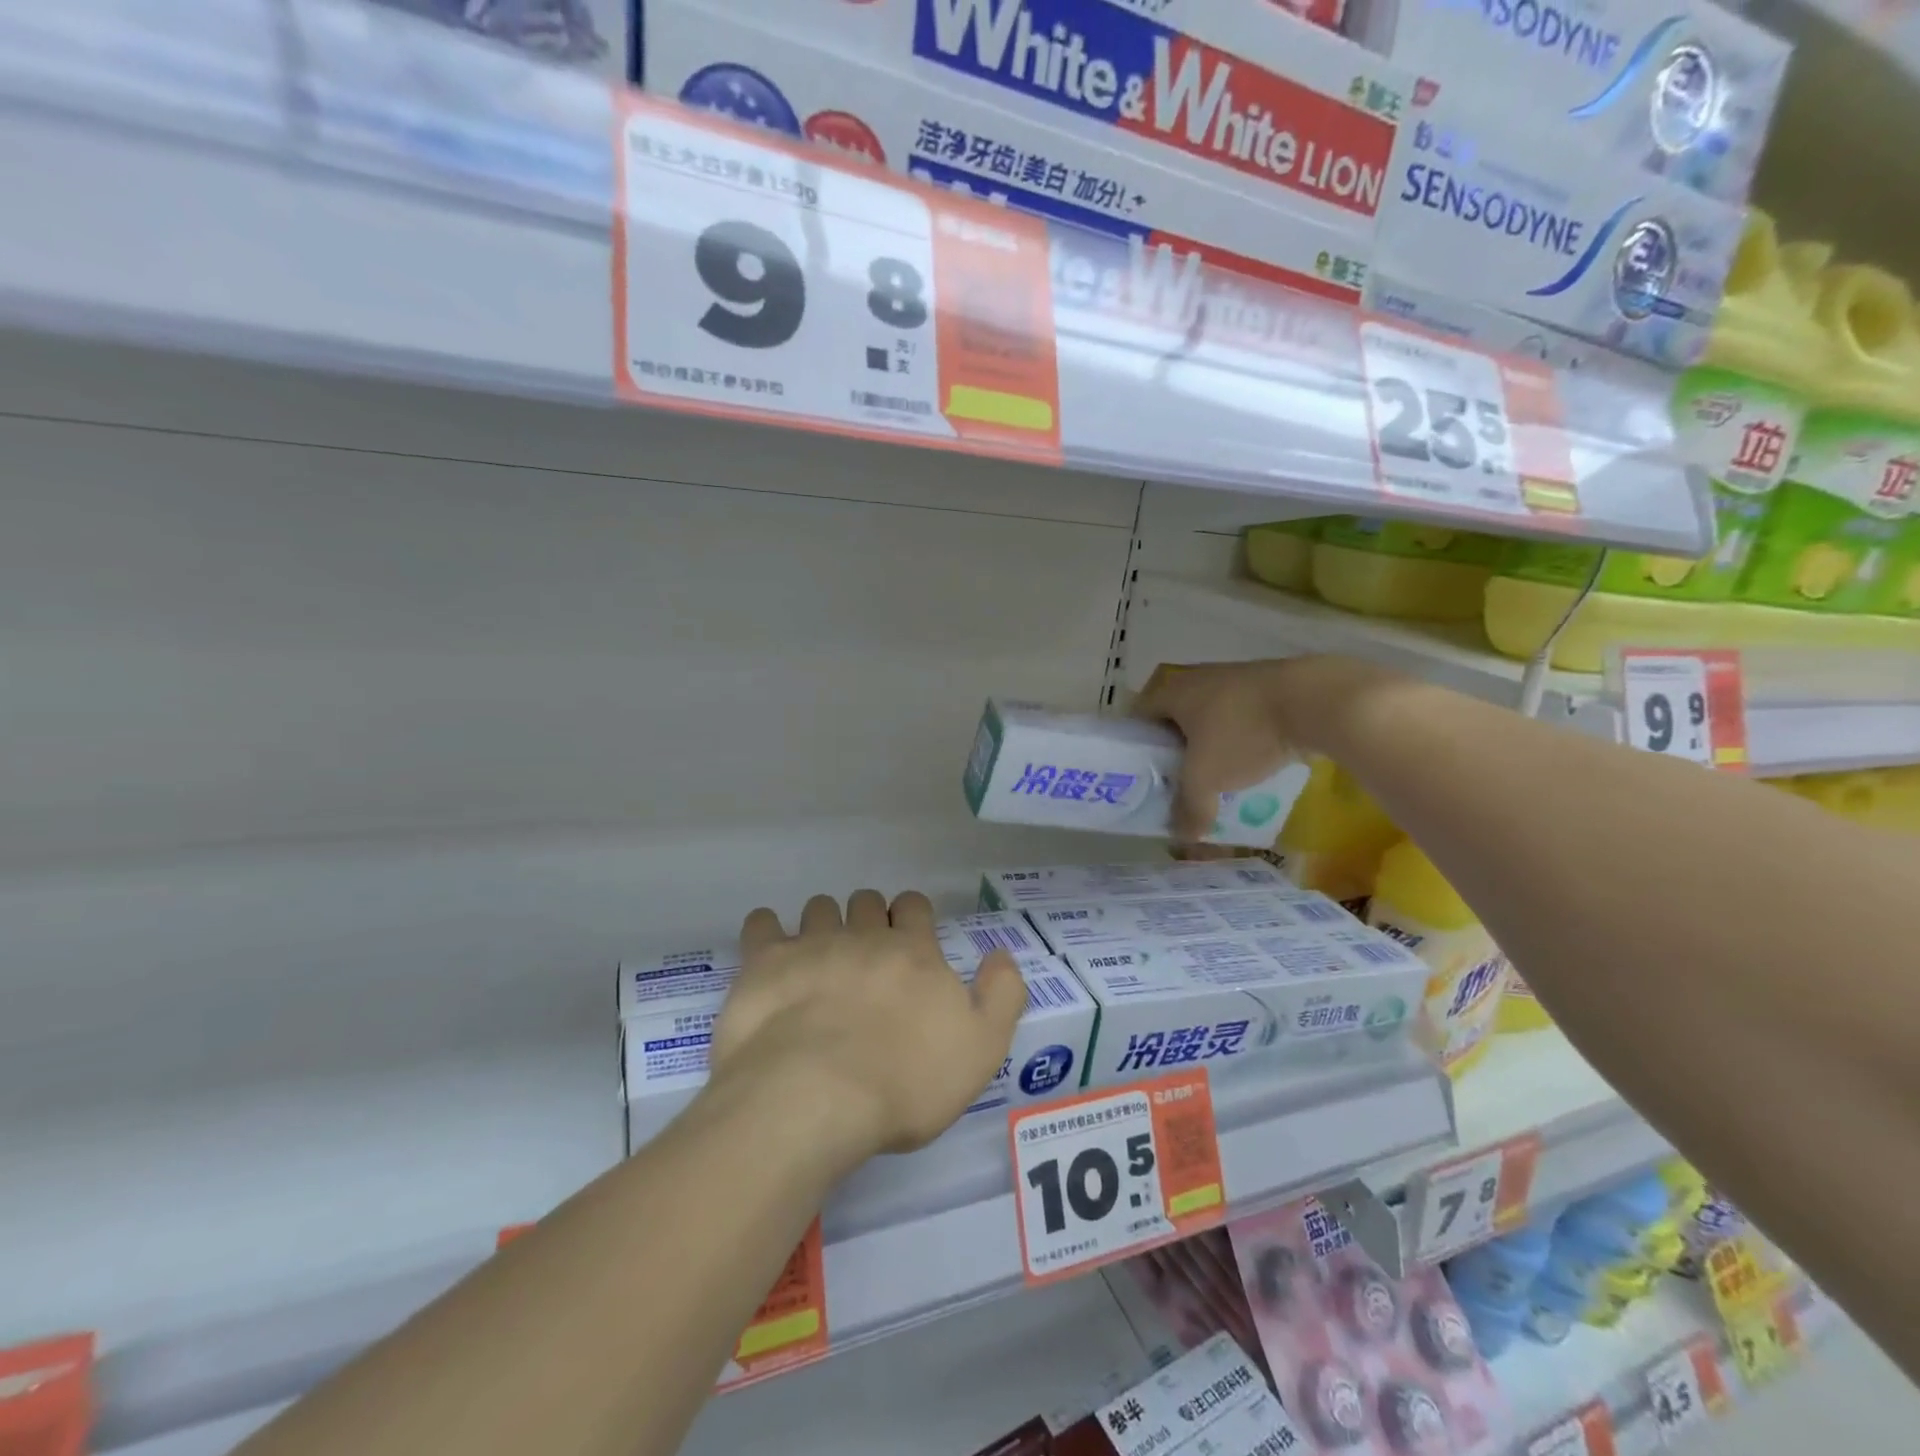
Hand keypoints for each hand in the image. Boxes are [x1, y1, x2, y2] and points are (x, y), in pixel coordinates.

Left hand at [708, 890, 1026, 1168]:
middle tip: (864, 953)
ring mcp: (811, 945)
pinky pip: (762, 924)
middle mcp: (863, 937)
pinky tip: (770, 949)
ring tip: (819, 954)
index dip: (912, 915)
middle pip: (866, 902)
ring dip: (823, 922)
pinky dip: (766, 929)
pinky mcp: (764, 965)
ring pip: (819, 908)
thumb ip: (1001, 995)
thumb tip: (1001, 955)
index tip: (907, 937)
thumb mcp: (981, 1049)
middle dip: (867, 917)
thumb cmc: (905, 1081)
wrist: (816, 1097)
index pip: (914, 906)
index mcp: (913, 952)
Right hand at [1136, 656, 1413, 838]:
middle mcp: (1199, 678)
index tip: (1142, 774)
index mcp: (1173, 691)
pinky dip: (1242, 738)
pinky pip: (1243, 716)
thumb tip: (1182, 837)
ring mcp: (1236, 678)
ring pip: (1211, 717)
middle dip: (1176, 749)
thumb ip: (1189, 808)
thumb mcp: (1207, 778)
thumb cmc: (1243, 733)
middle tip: (1178, 781)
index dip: (1136, 746)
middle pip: (1175, 717)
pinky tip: (1253, 763)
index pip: (1139, 716)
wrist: (1316, 699)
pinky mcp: (1270, 686)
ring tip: (1216, 777)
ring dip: (1211, 745)